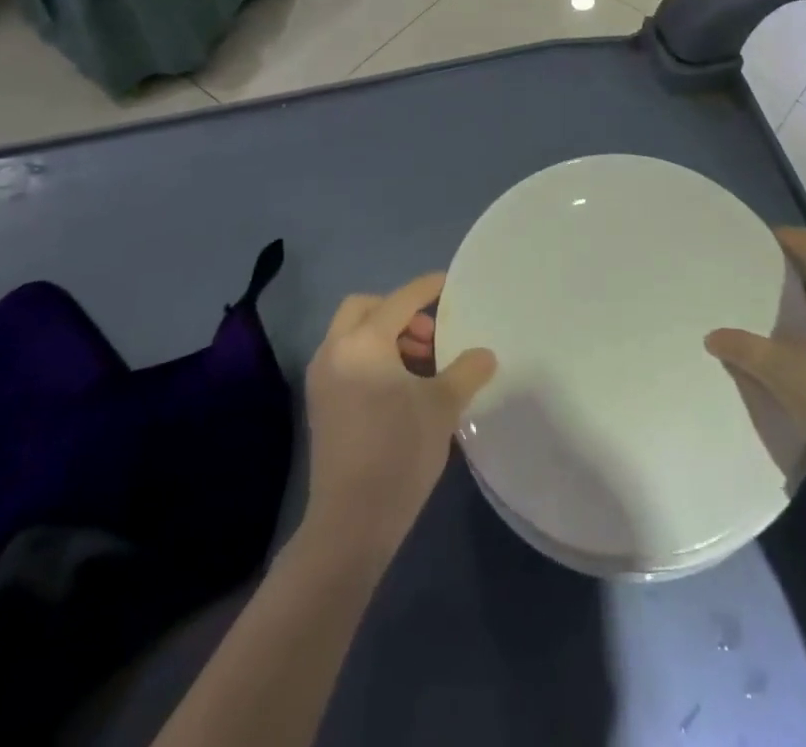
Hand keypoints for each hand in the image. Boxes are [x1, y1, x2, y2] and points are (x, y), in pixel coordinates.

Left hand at [304, 274, 496, 566]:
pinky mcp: (320, 404)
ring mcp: (322, 378)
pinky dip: (372, 356)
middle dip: (398, 311)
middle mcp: (335, 350)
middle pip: (364, 308)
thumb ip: (466, 371)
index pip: (400, 300)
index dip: (427, 288)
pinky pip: (347, 358)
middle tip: (430, 335)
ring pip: (353, 334)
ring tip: (422, 364)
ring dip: (386, 335)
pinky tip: (400, 387)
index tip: (449, 282)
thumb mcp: (442, 406)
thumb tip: (485, 354)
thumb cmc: (399, 452)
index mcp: (364, 342)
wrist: (350, 522)